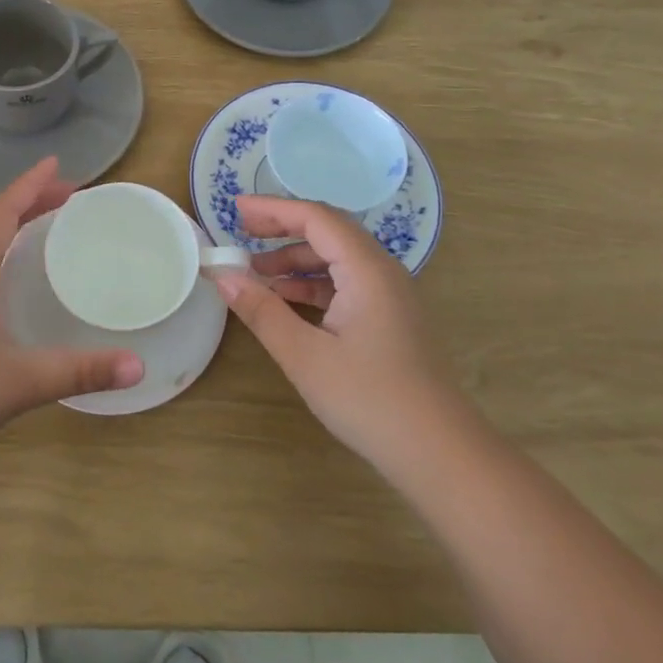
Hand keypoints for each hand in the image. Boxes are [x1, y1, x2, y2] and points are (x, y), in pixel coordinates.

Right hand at [213, 195, 456, 474]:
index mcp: (367, 270)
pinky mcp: (391, 320)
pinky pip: (347, 284)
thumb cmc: (370, 399)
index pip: (316, 218)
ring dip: (296, 260)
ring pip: (338, 259)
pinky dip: (313, 284)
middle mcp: (383, 272)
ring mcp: (390, 297)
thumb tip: (222, 276)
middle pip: (329, 232)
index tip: (235, 208)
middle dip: (283, 228)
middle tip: (241, 232)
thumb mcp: (305, 356)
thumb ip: (262, 311)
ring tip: (256, 273)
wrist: (440, 454)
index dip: (273, 209)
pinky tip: (286, 302)